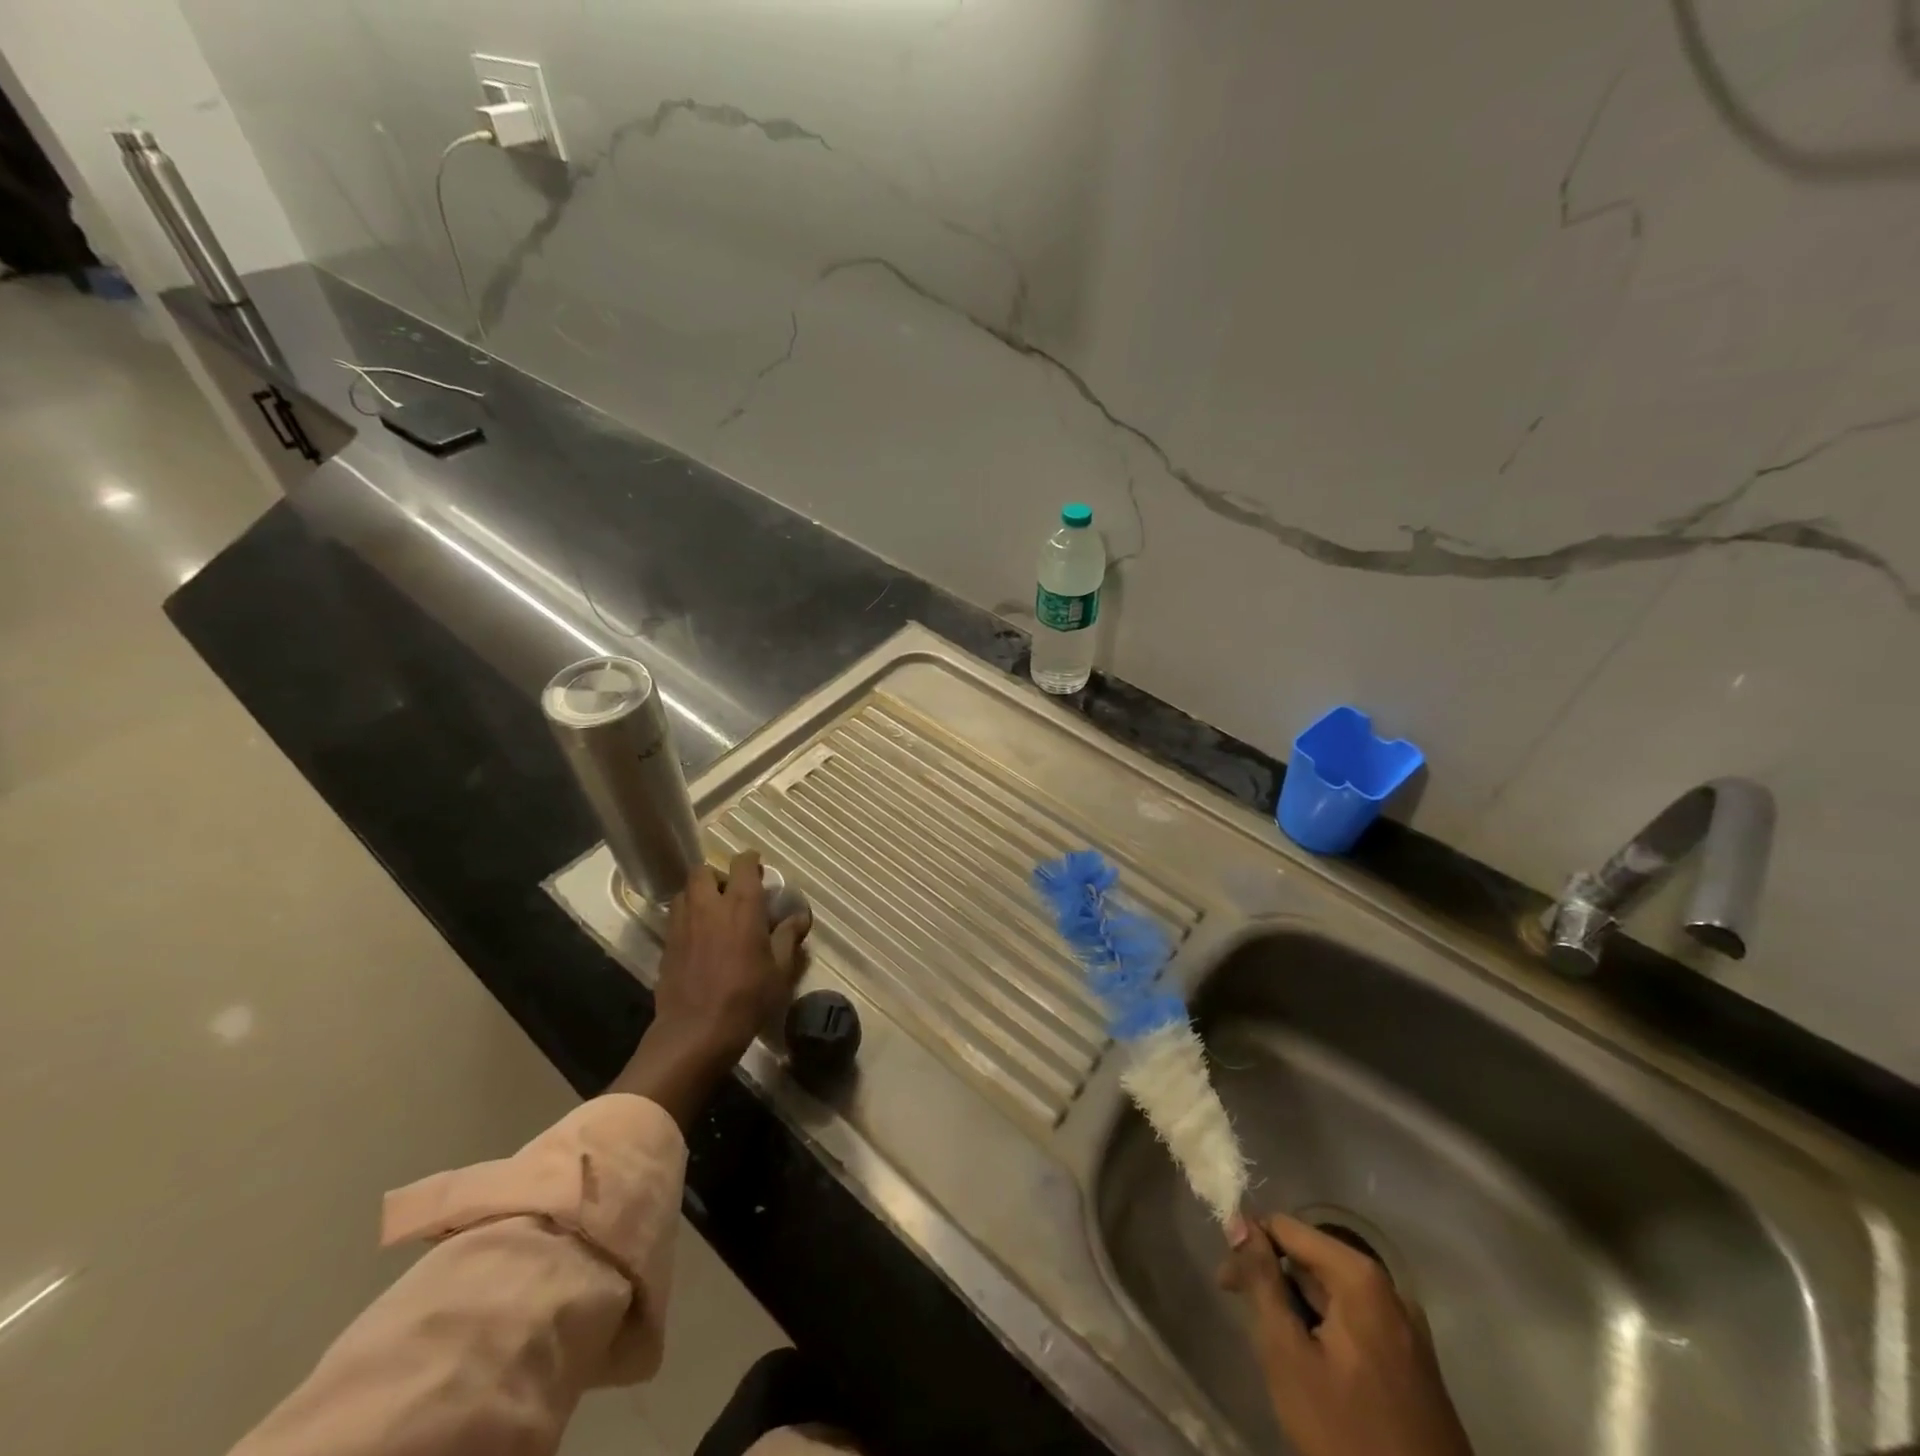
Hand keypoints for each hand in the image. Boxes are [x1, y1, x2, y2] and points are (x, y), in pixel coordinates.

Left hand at [609, 851, 810, 1126]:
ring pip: (685, 891)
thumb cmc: (747, 998)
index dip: (750, 861)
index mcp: (742, 906)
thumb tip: (800, 916)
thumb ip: (788, 937)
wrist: (696, 1032)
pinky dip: (688, 915)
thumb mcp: (779, 970)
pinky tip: (700, 936)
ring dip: (700, 894)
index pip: (742, 864)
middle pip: (704, 871)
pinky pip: (676, 916)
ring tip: (714, 912)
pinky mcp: (667, 944)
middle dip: (718, 875)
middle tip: (733, 892)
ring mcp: (683, 924)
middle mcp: (709, 906)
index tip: (758, 868)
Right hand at [1219, 1212, 1473, 1455]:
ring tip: (1278, 1349)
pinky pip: (1357, 1323)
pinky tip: (1313, 1367)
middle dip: (1274, 1280)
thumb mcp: (1288, 1354)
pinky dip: (1326, 1331)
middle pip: (1312, 1260)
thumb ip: (1262, 1281)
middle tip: (1245, 1317)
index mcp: (1360, 1277)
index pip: (1287, 1228)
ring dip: (1298, 1309)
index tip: (1226, 1282)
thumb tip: (1238, 1221)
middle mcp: (1389, 1289)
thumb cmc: (1347, 1432)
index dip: (1250, 1245)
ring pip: (1333, 1295)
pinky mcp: (1414, 1362)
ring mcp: (1407, 1328)